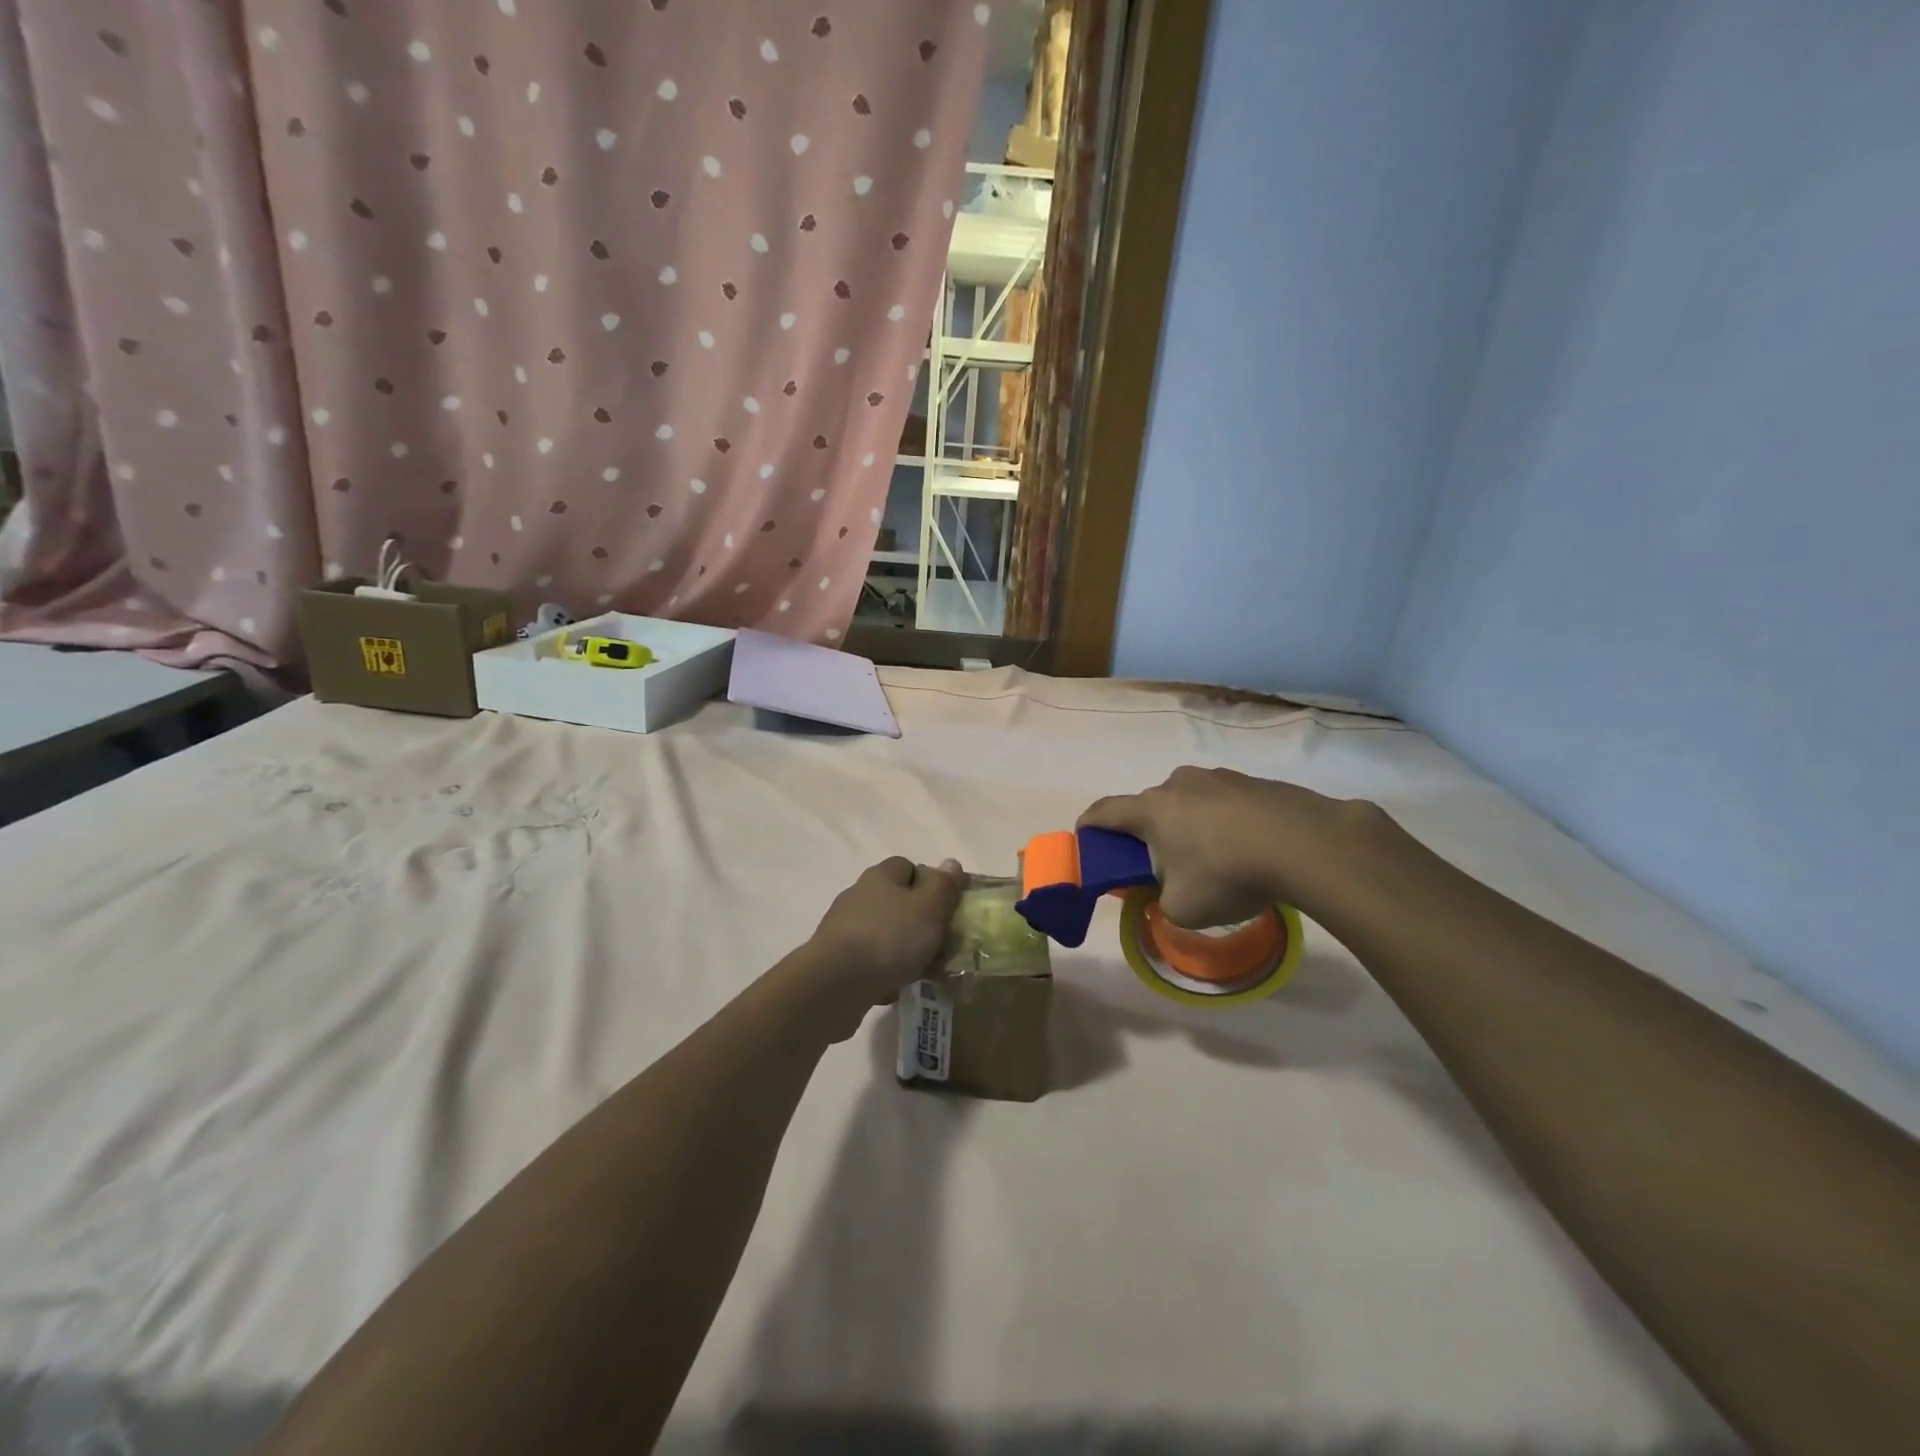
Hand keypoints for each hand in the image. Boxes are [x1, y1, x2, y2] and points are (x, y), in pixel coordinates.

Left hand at [793, 857, 964, 1040]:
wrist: (835, 984)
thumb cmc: (889, 938)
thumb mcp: (929, 908)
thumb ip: (943, 886)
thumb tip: (951, 863)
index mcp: (880, 876)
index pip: (907, 866)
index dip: (928, 882)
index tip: (945, 906)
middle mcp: (858, 895)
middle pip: (894, 900)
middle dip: (916, 919)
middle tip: (938, 941)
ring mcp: (842, 928)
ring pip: (881, 932)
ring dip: (899, 947)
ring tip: (920, 970)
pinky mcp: (834, 959)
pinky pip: (867, 960)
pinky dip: (882, 970)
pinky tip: (894, 987)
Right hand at [1079, 766, 1370, 928]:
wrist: (1306, 844)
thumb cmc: (1228, 874)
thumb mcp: (1182, 908)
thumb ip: (1161, 901)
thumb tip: (1167, 892)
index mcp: (1151, 810)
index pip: (1104, 811)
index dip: (1089, 825)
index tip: (1085, 838)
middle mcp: (1178, 784)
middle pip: (1150, 807)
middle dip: (1148, 833)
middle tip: (1161, 865)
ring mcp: (1218, 777)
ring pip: (1189, 802)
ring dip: (1189, 825)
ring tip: (1212, 859)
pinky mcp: (1254, 781)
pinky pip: (1225, 802)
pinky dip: (1224, 822)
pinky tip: (1247, 849)